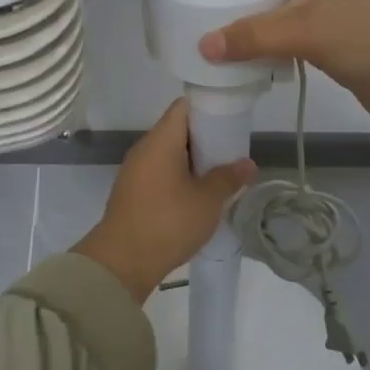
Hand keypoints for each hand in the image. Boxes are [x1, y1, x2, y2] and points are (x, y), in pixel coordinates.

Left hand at [73, 99, 256, 302]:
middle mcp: (144, 148)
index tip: (229, 121)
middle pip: (177, 130)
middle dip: (204, 139)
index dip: (208, 108)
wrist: (122, 262)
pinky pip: (159, 173)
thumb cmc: (168, 222)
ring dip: (191, 162)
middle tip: (230, 153)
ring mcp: (134, 171)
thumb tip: (248, 164)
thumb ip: (229, 178)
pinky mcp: (131, 192)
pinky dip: (177, 177)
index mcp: (160, 140)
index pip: (183, 107)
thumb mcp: (207, 200)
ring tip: (217, 177)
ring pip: (168, 154)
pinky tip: (195, 197)